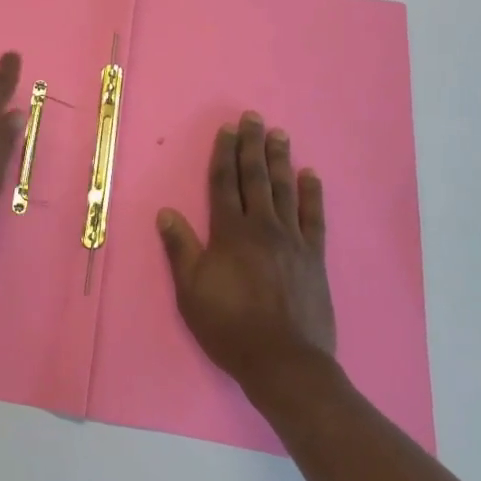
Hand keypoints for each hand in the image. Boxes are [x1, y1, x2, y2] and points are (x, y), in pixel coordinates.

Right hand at [157, 112, 335, 392]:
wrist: (284, 363)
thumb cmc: (230, 327)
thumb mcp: (191, 291)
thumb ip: (180, 248)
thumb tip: (166, 212)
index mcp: (230, 232)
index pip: (225, 183)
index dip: (224, 154)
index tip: (227, 129)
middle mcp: (262, 227)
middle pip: (256, 177)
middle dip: (252, 145)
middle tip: (254, 117)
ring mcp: (292, 240)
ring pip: (285, 190)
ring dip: (281, 160)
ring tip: (280, 134)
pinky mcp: (314, 257)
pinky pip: (314, 217)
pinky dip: (313, 194)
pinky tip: (311, 175)